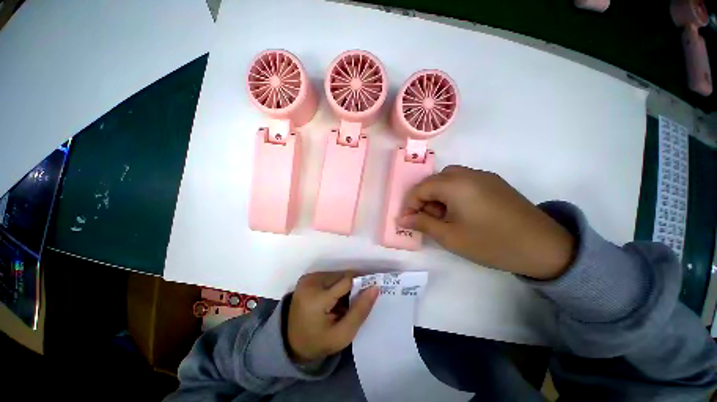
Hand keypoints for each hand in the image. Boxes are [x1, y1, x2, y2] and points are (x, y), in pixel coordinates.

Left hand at [287, 271, 378, 362]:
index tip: (370, 292)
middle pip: (342, 276)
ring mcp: (307, 279)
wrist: (291, 343)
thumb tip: (375, 288)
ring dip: (344, 286)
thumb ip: (360, 311)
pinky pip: (330, 276)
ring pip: (337, 274)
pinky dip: (336, 285)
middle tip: (353, 303)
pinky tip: (333, 299)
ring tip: (342, 303)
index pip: (347, 281)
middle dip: (352, 287)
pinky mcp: (307, 278)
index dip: (361, 284)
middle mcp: (310, 282)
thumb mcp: (342, 335)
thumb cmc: (318, 342)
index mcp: (317, 298)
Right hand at [397, 166, 574, 279]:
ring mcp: (483, 176)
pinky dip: (453, 193)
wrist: (544, 247)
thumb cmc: (490, 243)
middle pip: (434, 181)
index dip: (410, 204)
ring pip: (448, 179)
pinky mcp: (494, 182)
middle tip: (427, 220)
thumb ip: (423, 224)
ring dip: (439, 195)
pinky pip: (464, 182)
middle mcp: (467, 173)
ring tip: (443, 216)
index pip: (421, 188)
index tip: (407, 221)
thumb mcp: (450, 237)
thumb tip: (402, 220)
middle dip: (424, 199)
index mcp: (455, 184)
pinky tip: (460, 211)